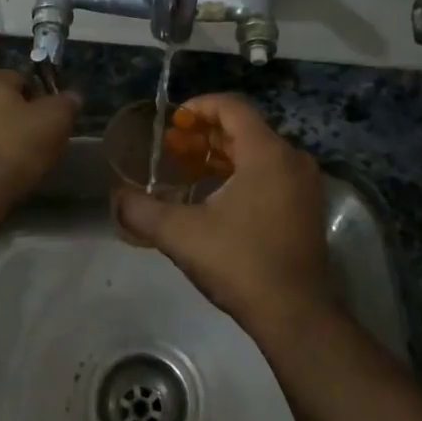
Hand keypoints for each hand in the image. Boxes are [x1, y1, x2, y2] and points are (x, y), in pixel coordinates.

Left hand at [0, 69, 79, 207]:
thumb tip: (72, 97)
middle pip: (2, 101)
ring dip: (2, 135)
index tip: (50, 124)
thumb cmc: (15, 145)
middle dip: (19, 117)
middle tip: (38, 142)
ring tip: (20, 159)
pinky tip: (0, 169)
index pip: (23, 81)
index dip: (41, 101)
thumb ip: (66, 102)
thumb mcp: (55, 120)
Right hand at [114, 93, 333, 336]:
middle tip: (172, 146)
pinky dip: (240, 172)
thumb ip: (142, 211)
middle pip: (245, 128)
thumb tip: (116, 197)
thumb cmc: (240, 263)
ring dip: (221, 154)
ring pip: (257, 152)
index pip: (232, 107)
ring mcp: (303, 185)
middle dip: (205, 133)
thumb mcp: (181, 234)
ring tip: (187, 168)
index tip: (173, 120)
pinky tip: (213, 194)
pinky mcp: (305, 207)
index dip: (199, 106)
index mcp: (267, 153)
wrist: (295, 314)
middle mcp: (291, 160)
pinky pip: (270, 173)